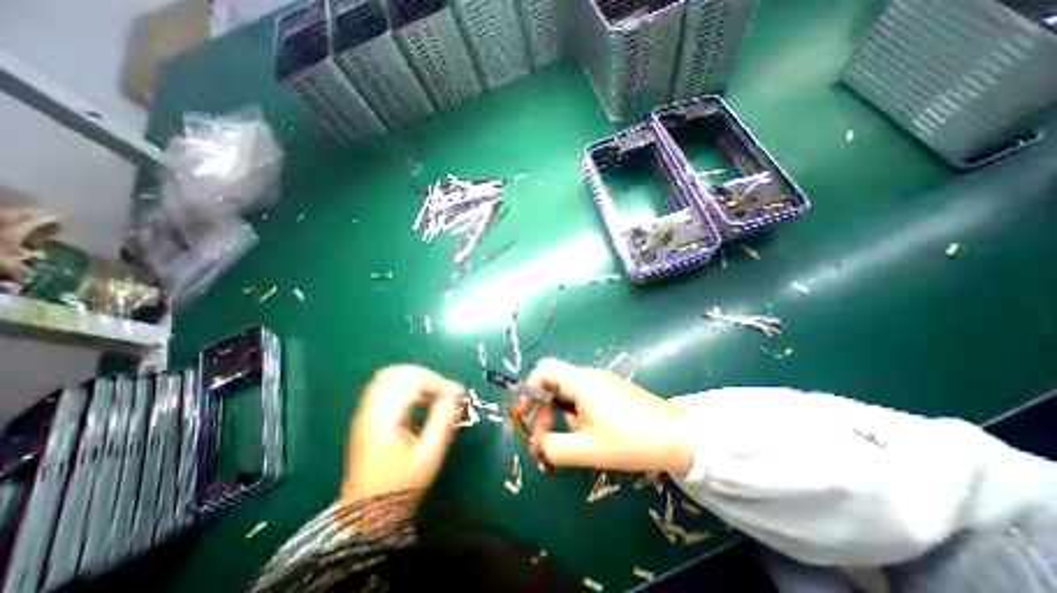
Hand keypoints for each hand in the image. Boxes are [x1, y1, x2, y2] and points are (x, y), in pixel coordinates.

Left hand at [346, 367, 463, 505]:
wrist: (366, 517)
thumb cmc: (401, 486)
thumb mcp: (430, 454)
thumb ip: (443, 418)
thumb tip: (457, 390)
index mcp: (383, 418)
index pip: (410, 381)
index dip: (436, 381)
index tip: (457, 393)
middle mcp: (370, 410)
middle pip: (395, 373)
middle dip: (424, 375)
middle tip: (444, 389)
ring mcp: (365, 413)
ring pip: (389, 378)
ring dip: (415, 379)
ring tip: (435, 394)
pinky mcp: (367, 418)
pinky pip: (387, 388)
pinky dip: (407, 387)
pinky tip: (421, 401)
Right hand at [520, 357, 695, 476]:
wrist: (678, 437)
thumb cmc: (630, 441)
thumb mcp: (587, 449)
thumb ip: (554, 448)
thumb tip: (538, 444)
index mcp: (580, 382)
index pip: (544, 370)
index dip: (528, 389)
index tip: (525, 415)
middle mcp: (589, 376)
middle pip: (555, 382)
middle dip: (544, 409)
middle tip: (544, 438)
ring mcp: (603, 382)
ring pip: (570, 392)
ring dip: (562, 414)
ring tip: (573, 440)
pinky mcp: (613, 390)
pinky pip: (585, 396)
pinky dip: (577, 413)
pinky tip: (590, 434)